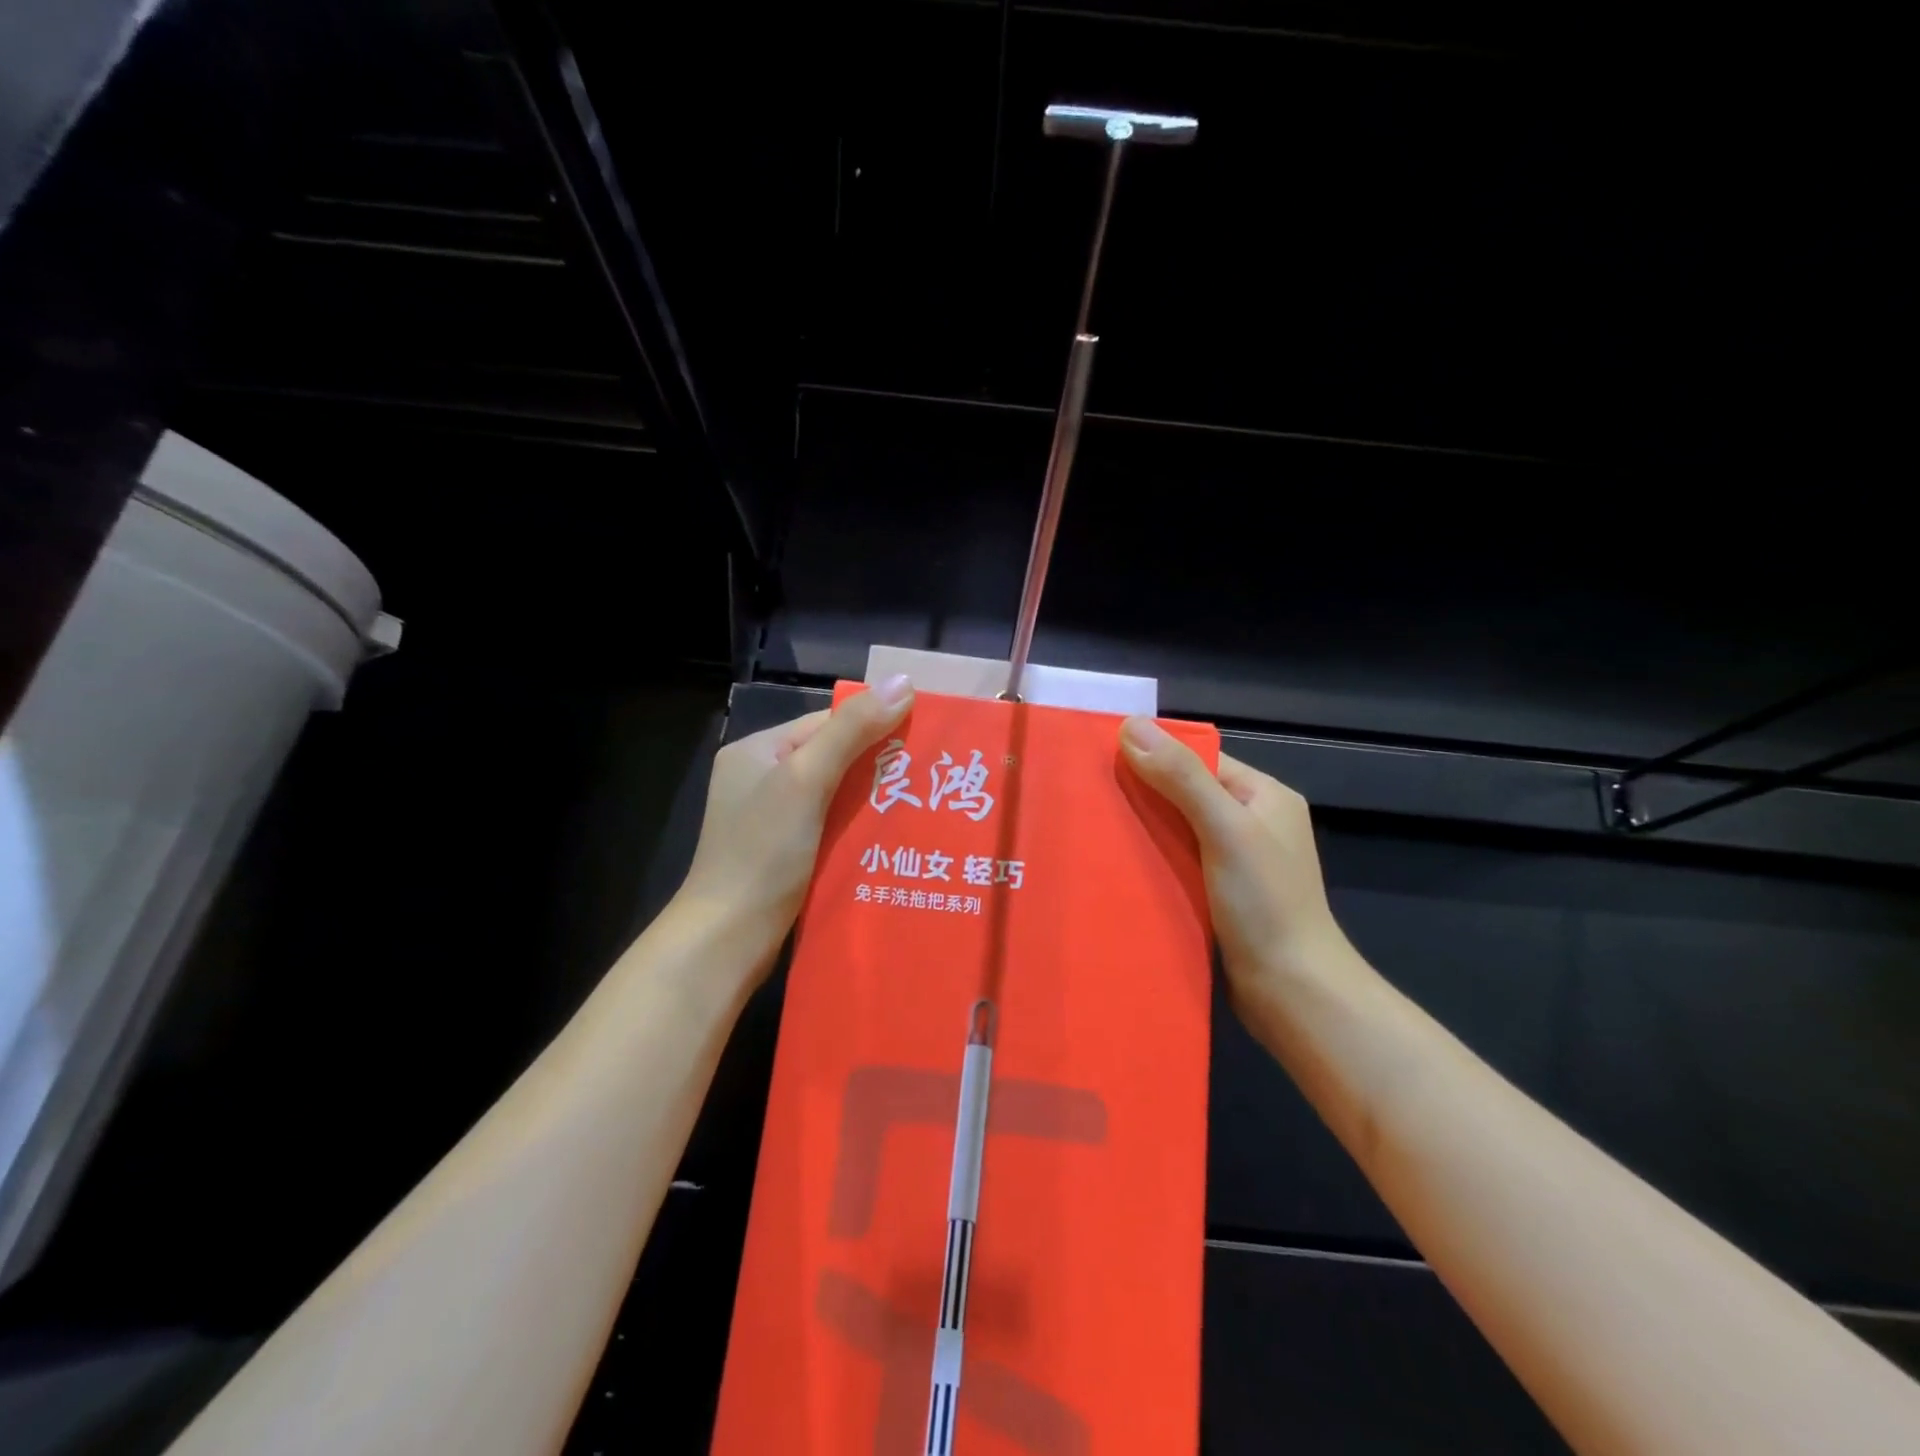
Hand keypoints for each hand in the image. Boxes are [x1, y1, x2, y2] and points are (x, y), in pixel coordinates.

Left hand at [676, 675, 915, 974]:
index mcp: (758, 751)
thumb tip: (904, 682)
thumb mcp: (806, 781)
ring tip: (923, 806)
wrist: (727, 939)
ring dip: (873, 800)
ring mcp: (771, 819)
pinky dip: (858, 829)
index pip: (827, 723)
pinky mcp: (785, 853)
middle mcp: (762, 779)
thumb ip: (852, 731)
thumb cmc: (763, 852)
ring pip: (835, 795)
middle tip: (930, 777)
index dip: (874, 725)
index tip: (923, 738)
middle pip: (833, 758)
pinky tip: (892, 838)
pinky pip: (830, 827)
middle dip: (878, 766)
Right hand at [1119, 718, 1360, 1014]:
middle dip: (1143, 795)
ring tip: (1094, 830)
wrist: (1294, 993)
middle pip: (1186, 794)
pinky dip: (1153, 862)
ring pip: (1179, 831)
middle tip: (1090, 798)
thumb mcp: (1224, 829)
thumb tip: (1131, 725)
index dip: (1155, 756)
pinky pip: (1179, 864)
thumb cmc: (1265, 904)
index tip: (1104, 760)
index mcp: (1263, 796)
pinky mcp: (1221, 896)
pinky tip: (1119, 868)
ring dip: (1144, 831)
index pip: (1200, 760)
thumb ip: (1181, 778)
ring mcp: (1237, 863)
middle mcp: (1252, 823)